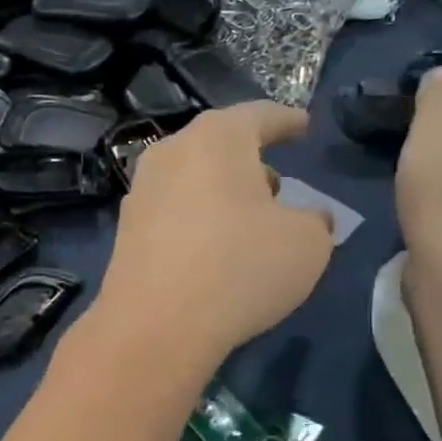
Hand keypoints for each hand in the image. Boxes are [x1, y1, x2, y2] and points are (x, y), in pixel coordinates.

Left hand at [96, 103, 334, 364]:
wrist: (155, 324)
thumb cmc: (240, 268)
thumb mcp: (307, 243)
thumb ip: (315, 221)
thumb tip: (310, 218)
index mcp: (217, 138)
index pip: (260, 116)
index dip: (287, 121)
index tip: (304, 126)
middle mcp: (172, 152)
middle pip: (219, 145)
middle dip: (251, 161)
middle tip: (278, 184)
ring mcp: (141, 191)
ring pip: (193, 178)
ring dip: (223, 192)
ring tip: (248, 218)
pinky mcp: (126, 230)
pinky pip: (173, 211)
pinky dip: (198, 219)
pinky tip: (213, 247)